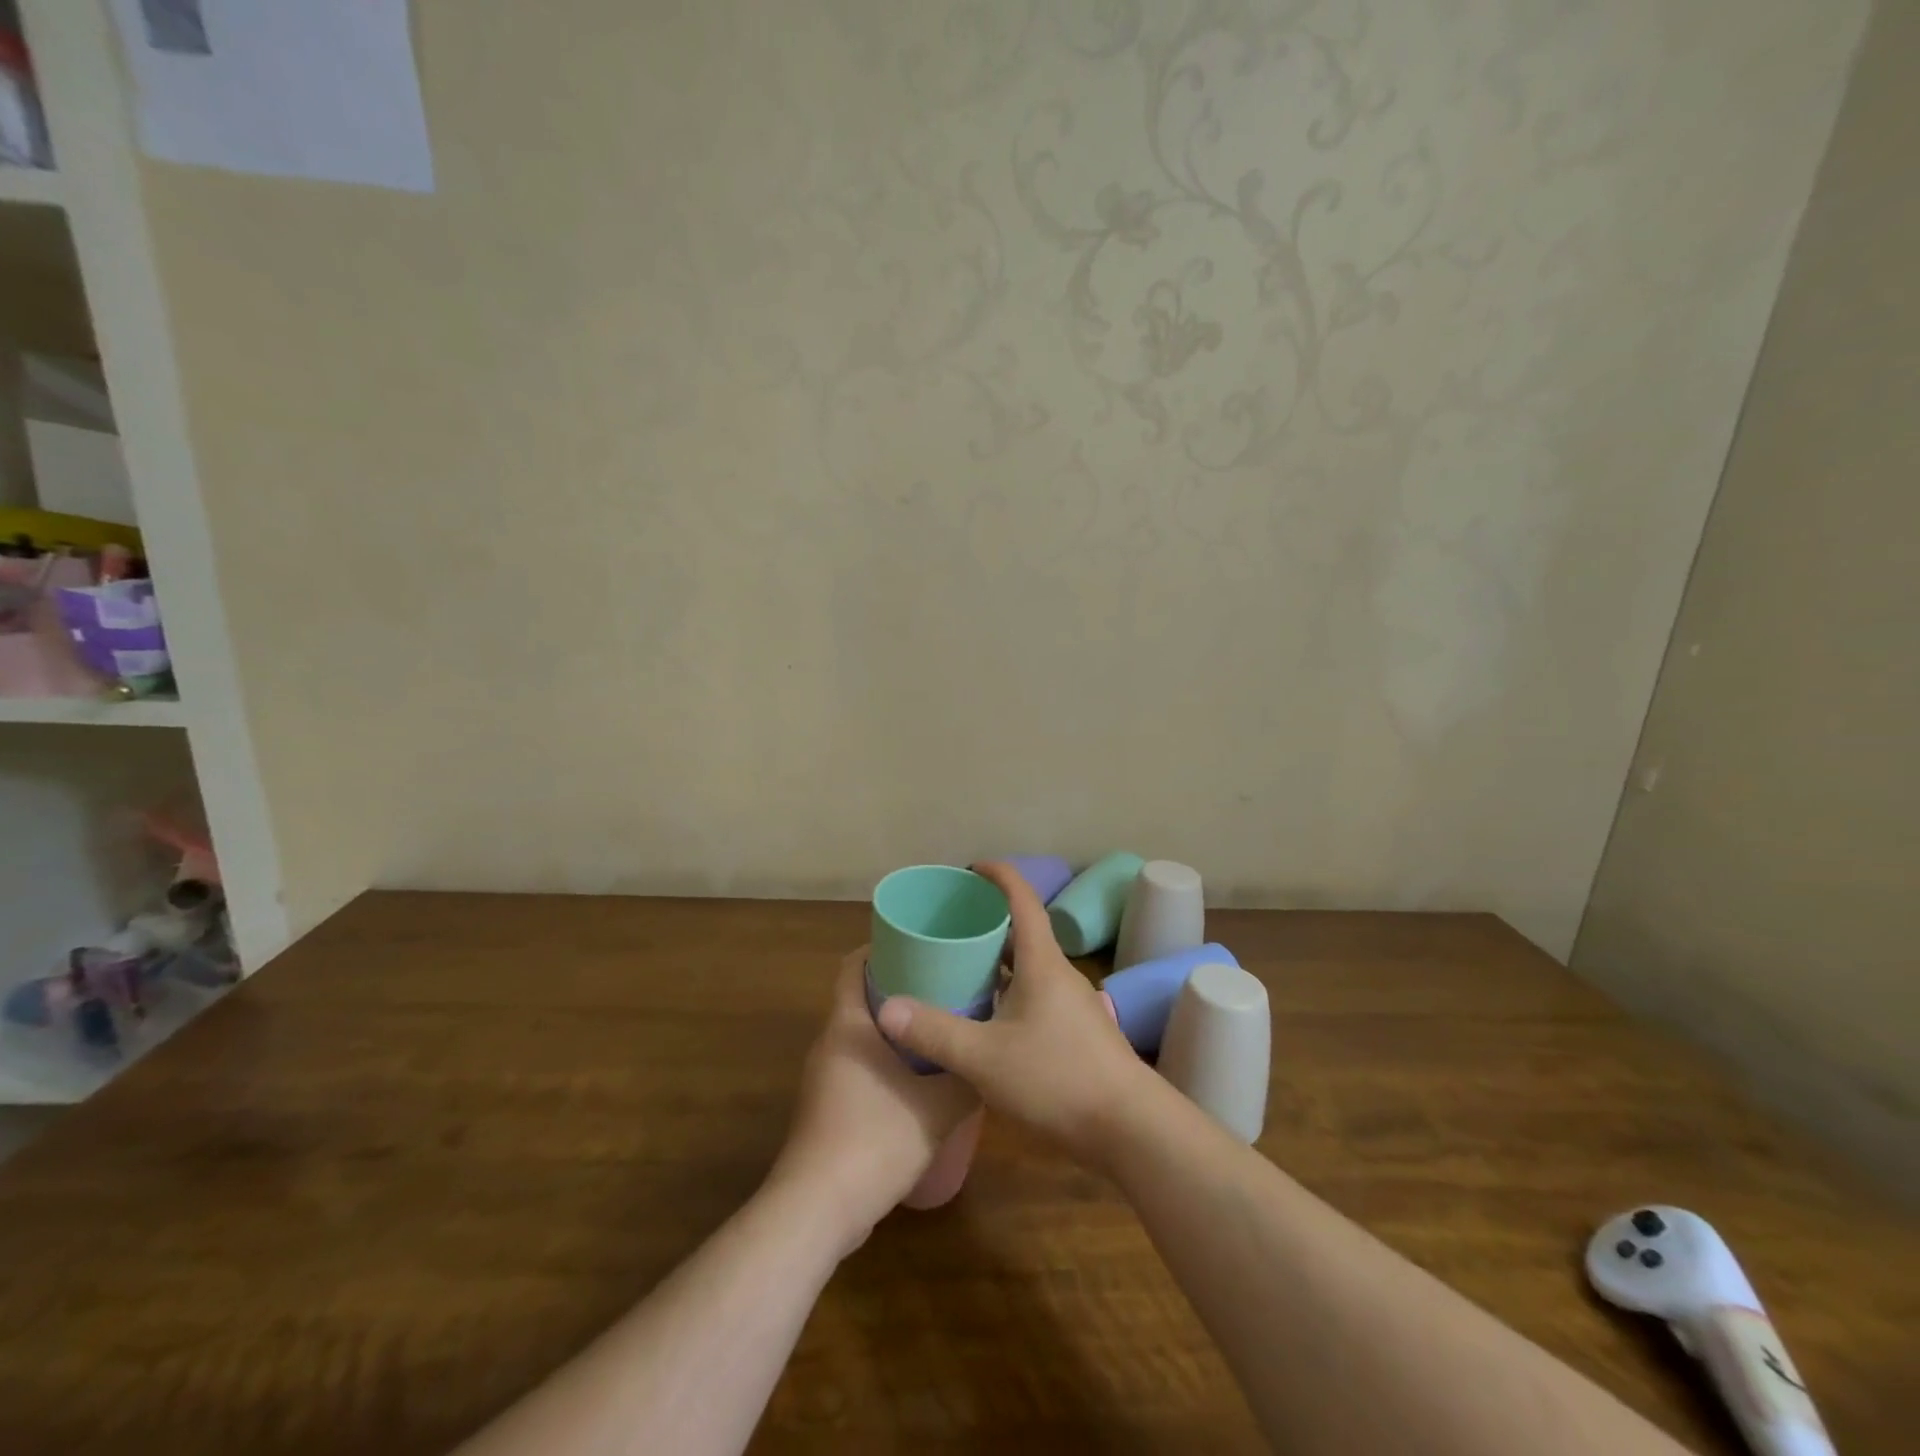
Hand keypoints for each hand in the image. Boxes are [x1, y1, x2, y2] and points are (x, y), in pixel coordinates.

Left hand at [767, 950, 979, 1253]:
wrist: (817, 1210)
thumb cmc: (875, 1140)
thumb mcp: (937, 1108)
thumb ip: (967, 1080)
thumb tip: (990, 1059)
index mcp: (848, 1025)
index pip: (853, 965)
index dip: (881, 948)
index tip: (919, 944)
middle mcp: (830, 1042)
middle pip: (860, 997)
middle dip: (899, 987)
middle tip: (943, 984)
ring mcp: (824, 1078)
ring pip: (861, 1035)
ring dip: (894, 1028)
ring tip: (938, 1028)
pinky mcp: (826, 1109)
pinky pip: (858, 1066)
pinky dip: (885, 1060)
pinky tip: (918, 1080)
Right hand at [875, 860, 1158, 1167]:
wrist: (1130, 1129)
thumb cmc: (1058, 1078)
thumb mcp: (985, 1058)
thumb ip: (935, 1031)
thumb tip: (887, 1007)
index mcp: (1042, 962)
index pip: (1022, 899)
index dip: (998, 876)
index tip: (970, 868)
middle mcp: (1059, 974)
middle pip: (1022, 932)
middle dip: (987, 922)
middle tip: (948, 926)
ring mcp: (1071, 1004)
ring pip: (1028, 967)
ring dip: (996, 962)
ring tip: (959, 969)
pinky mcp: (1076, 1033)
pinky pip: (1035, 995)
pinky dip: (1008, 992)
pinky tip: (986, 1019)